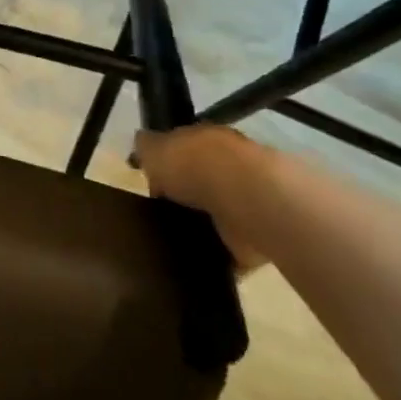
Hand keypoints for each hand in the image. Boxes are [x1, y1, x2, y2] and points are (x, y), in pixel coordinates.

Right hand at [134, 124, 266, 271]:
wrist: (249, 201)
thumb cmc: (196, 166)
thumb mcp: (154, 147)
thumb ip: (146, 147)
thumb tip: (142, 145)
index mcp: (209, 140)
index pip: (187, 147)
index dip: (168, 161)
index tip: (151, 179)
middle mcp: (233, 166)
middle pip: (203, 179)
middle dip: (185, 193)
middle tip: (159, 209)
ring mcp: (249, 201)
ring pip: (218, 212)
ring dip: (202, 223)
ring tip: (172, 236)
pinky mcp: (259, 235)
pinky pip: (231, 247)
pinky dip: (218, 255)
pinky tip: (195, 260)